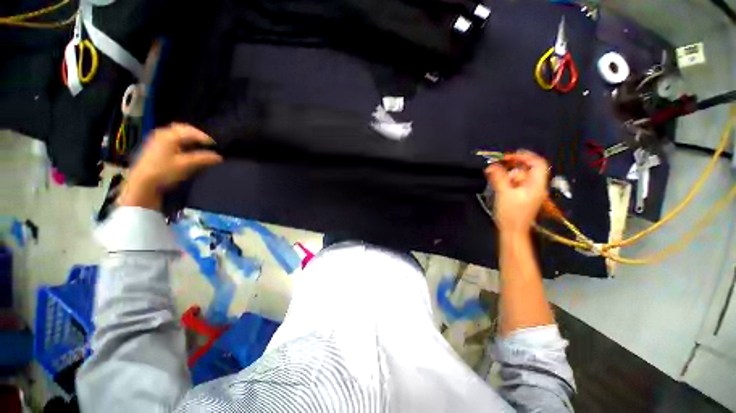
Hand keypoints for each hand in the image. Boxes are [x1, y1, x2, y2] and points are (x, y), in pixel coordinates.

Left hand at [118, 123, 222, 209]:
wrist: (142, 183)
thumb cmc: (164, 171)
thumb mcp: (186, 165)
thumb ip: (203, 159)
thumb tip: (219, 157)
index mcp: (169, 135)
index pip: (192, 131)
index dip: (205, 138)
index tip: (216, 146)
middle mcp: (162, 133)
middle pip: (183, 128)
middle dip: (197, 135)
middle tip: (208, 144)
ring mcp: (157, 139)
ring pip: (177, 133)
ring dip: (189, 138)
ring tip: (199, 146)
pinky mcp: (155, 146)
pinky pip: (172, 138)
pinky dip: (182, 141)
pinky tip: (186, 149)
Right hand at [484, 150, 548, 234]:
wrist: (512, 232)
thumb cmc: (511, 213)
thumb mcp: (504, 193)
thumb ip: (498, 177)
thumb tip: (491, 165)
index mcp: (537, 184)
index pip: (537, 163)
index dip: (525, 157)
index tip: (509, 156)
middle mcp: (536, 187)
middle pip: (527, 170)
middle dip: (512, 169)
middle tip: (499, 172)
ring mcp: (530, 193)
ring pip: (520, 178)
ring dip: (508, 177)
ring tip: (498, 184)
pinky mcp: (523, 197)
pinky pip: (517, 185)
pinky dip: (508, 183)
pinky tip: (500, 187)